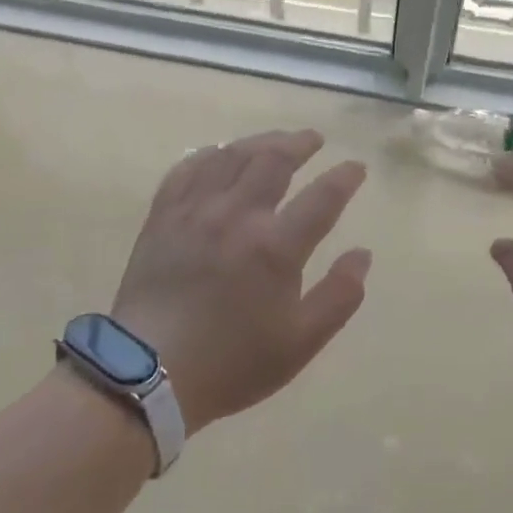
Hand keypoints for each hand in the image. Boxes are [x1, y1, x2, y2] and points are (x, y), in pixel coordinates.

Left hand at [111, 128, 371, 434]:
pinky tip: (218, 154)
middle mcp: (237, 215)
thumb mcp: (301, 342)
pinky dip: (209, 155)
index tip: (356, 167)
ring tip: (275, 141)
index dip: (345, 178)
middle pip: (274, 161)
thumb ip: (340, 296)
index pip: (322, 197)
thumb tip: (363, 254)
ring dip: (259, 142)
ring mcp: (195, 211)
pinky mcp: (163, 216)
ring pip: (231, 157)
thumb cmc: (233, 362)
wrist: (150, 373)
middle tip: (314, 139)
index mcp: (276, 247)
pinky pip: (187, 169)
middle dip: (300, 144)